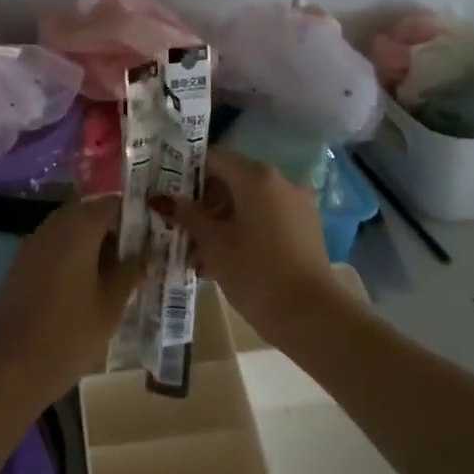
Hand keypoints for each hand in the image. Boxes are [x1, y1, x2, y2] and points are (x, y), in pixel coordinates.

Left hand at [0, 196, 145, 405]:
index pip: (110, 204)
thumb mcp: (111, 305)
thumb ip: (130, 272)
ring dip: (90, 239)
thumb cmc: (70, 336)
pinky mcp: (20, 263)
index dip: (132, 214)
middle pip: (86, 212)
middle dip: (111, 226)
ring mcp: (32, 244)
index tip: (151, 232)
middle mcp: (52, 228)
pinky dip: (70, 252)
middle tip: (133, 252)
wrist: (13, 368)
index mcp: (78, 230)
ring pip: (67, 227)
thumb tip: (148, 254)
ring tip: (112, 269)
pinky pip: (51, 245)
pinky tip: (84, 281)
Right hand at [153, 148, 339, 333]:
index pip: (213, 158)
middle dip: (203, 204)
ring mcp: (296, 203)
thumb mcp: (213, 244)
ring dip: (221, 221)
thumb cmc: (255, 273)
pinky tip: (224, 259)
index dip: (187, 174)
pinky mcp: (304, 226)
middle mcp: (280, 180)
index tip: (168, 196)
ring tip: (197, 254)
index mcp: (256, 176)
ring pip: (247, 202)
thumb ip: (187, 215)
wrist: (311, 315)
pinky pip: (265, 217)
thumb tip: (162, 198)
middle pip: (231, 179)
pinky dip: (243, 229)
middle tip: (179, 230)